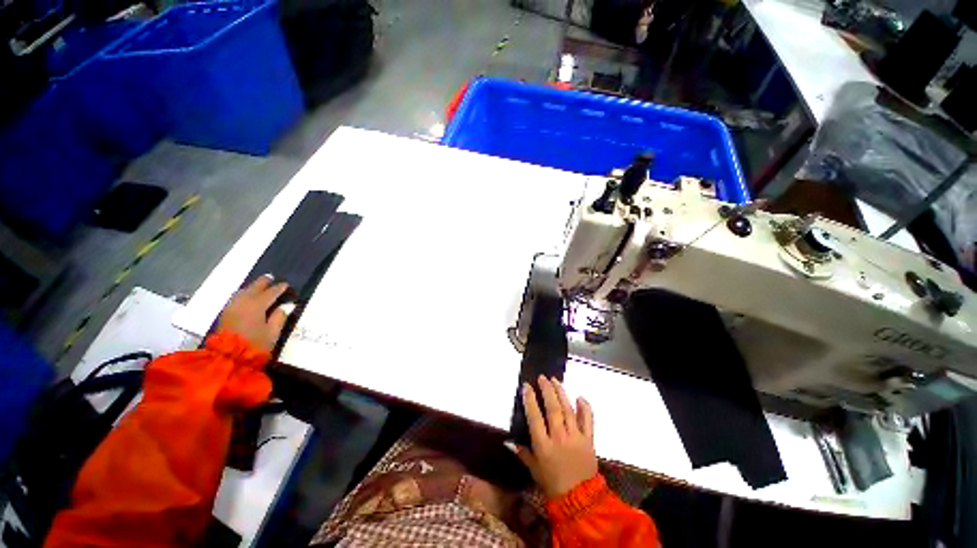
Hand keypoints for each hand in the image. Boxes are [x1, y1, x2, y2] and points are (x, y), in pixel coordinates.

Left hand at [217, 275, 289, 352]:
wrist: (228, 357)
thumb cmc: (255, 344)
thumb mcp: (273, 332)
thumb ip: (280, 317)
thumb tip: (287, 305)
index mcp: (257, 305)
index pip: (271, 293)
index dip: (279, 288)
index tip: (286, 285)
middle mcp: (243, 302)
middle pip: (254, 288)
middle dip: (263, 282)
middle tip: (270, 277)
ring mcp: (232, 307)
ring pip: (243, 292)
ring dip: (252, 287)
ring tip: (258, 286)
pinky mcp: (226, 314)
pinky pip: (236, 298)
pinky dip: (243, 294)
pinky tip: (246, 296)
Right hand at [511, 375, 597, 497]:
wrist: (580, 500)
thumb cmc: (552, 483)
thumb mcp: (533, 469)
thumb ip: (522, 452)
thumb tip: (507, 441)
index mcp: (543, 445)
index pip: (535, 417)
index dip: (530, 399)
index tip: (527, 386)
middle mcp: (559, 437)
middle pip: (553, 408)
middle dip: (547, 390)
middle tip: (542, 377)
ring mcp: (575, 437)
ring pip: (568, 410)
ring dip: (561, 393)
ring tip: (555, 380)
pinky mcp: (589, 440)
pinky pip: (588, 421)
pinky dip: (585, 408)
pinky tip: (580, 397)